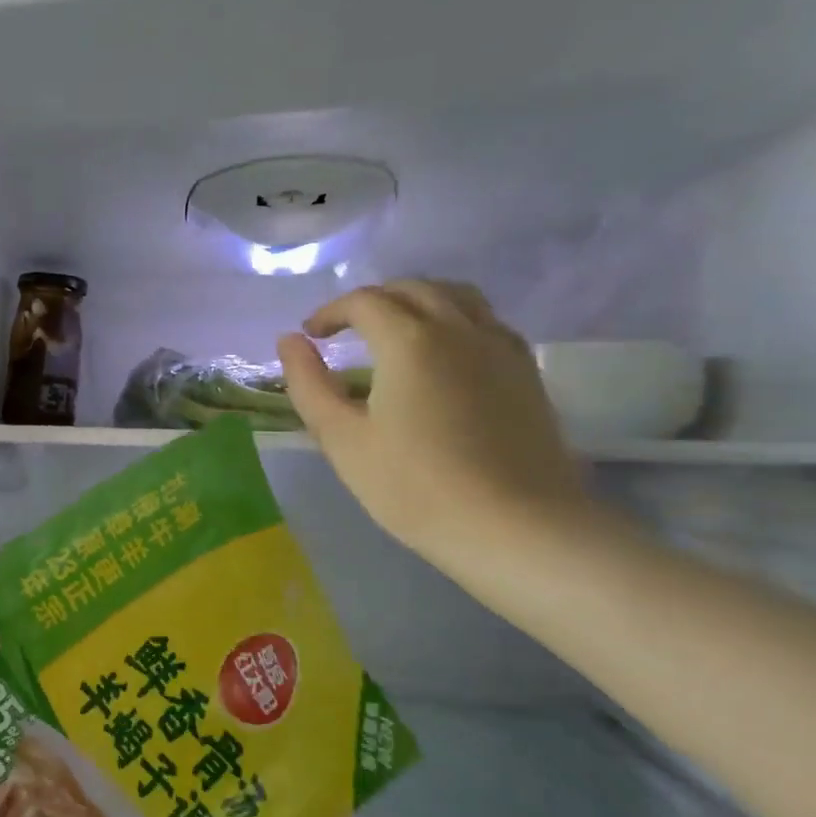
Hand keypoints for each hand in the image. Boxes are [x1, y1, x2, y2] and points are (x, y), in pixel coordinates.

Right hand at [276, 281, 593, 574]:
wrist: (517, 528)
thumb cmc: (415, 487)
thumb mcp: (342, 439)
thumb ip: (309, 384)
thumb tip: (289, 341)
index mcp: (409, 340)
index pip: (364, 301)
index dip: (331, 312)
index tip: (311, 335)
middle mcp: (458, 328)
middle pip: (412, 288)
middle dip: (372, 300)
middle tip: (346, 329)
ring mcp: (499, 347)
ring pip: (456, 296)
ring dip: (417, 300)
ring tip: (396, 330)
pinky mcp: (526, 371)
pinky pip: (485, 321)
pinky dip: (454, 319)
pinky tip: (444, 354)